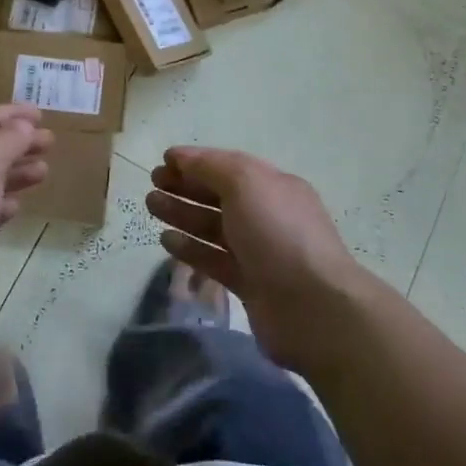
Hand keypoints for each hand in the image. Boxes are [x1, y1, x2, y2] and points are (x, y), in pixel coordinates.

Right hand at [147, 147, 363, 373]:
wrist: (313, 308)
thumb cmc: (278, 233)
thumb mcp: (245, 183)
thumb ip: (210, 166)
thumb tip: (181, 157)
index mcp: (273, 186)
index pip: (229, 166)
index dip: (196, 161)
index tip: (164, 161)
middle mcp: (267, 215)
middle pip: (219, 195)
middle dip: (185, 186)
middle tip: (152, 184)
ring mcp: (259, 252)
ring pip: (213, 227)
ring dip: (182, 214)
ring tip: (151, 206)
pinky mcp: (249, 284)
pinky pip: (213, 259)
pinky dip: (190, 248)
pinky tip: (166, 240)